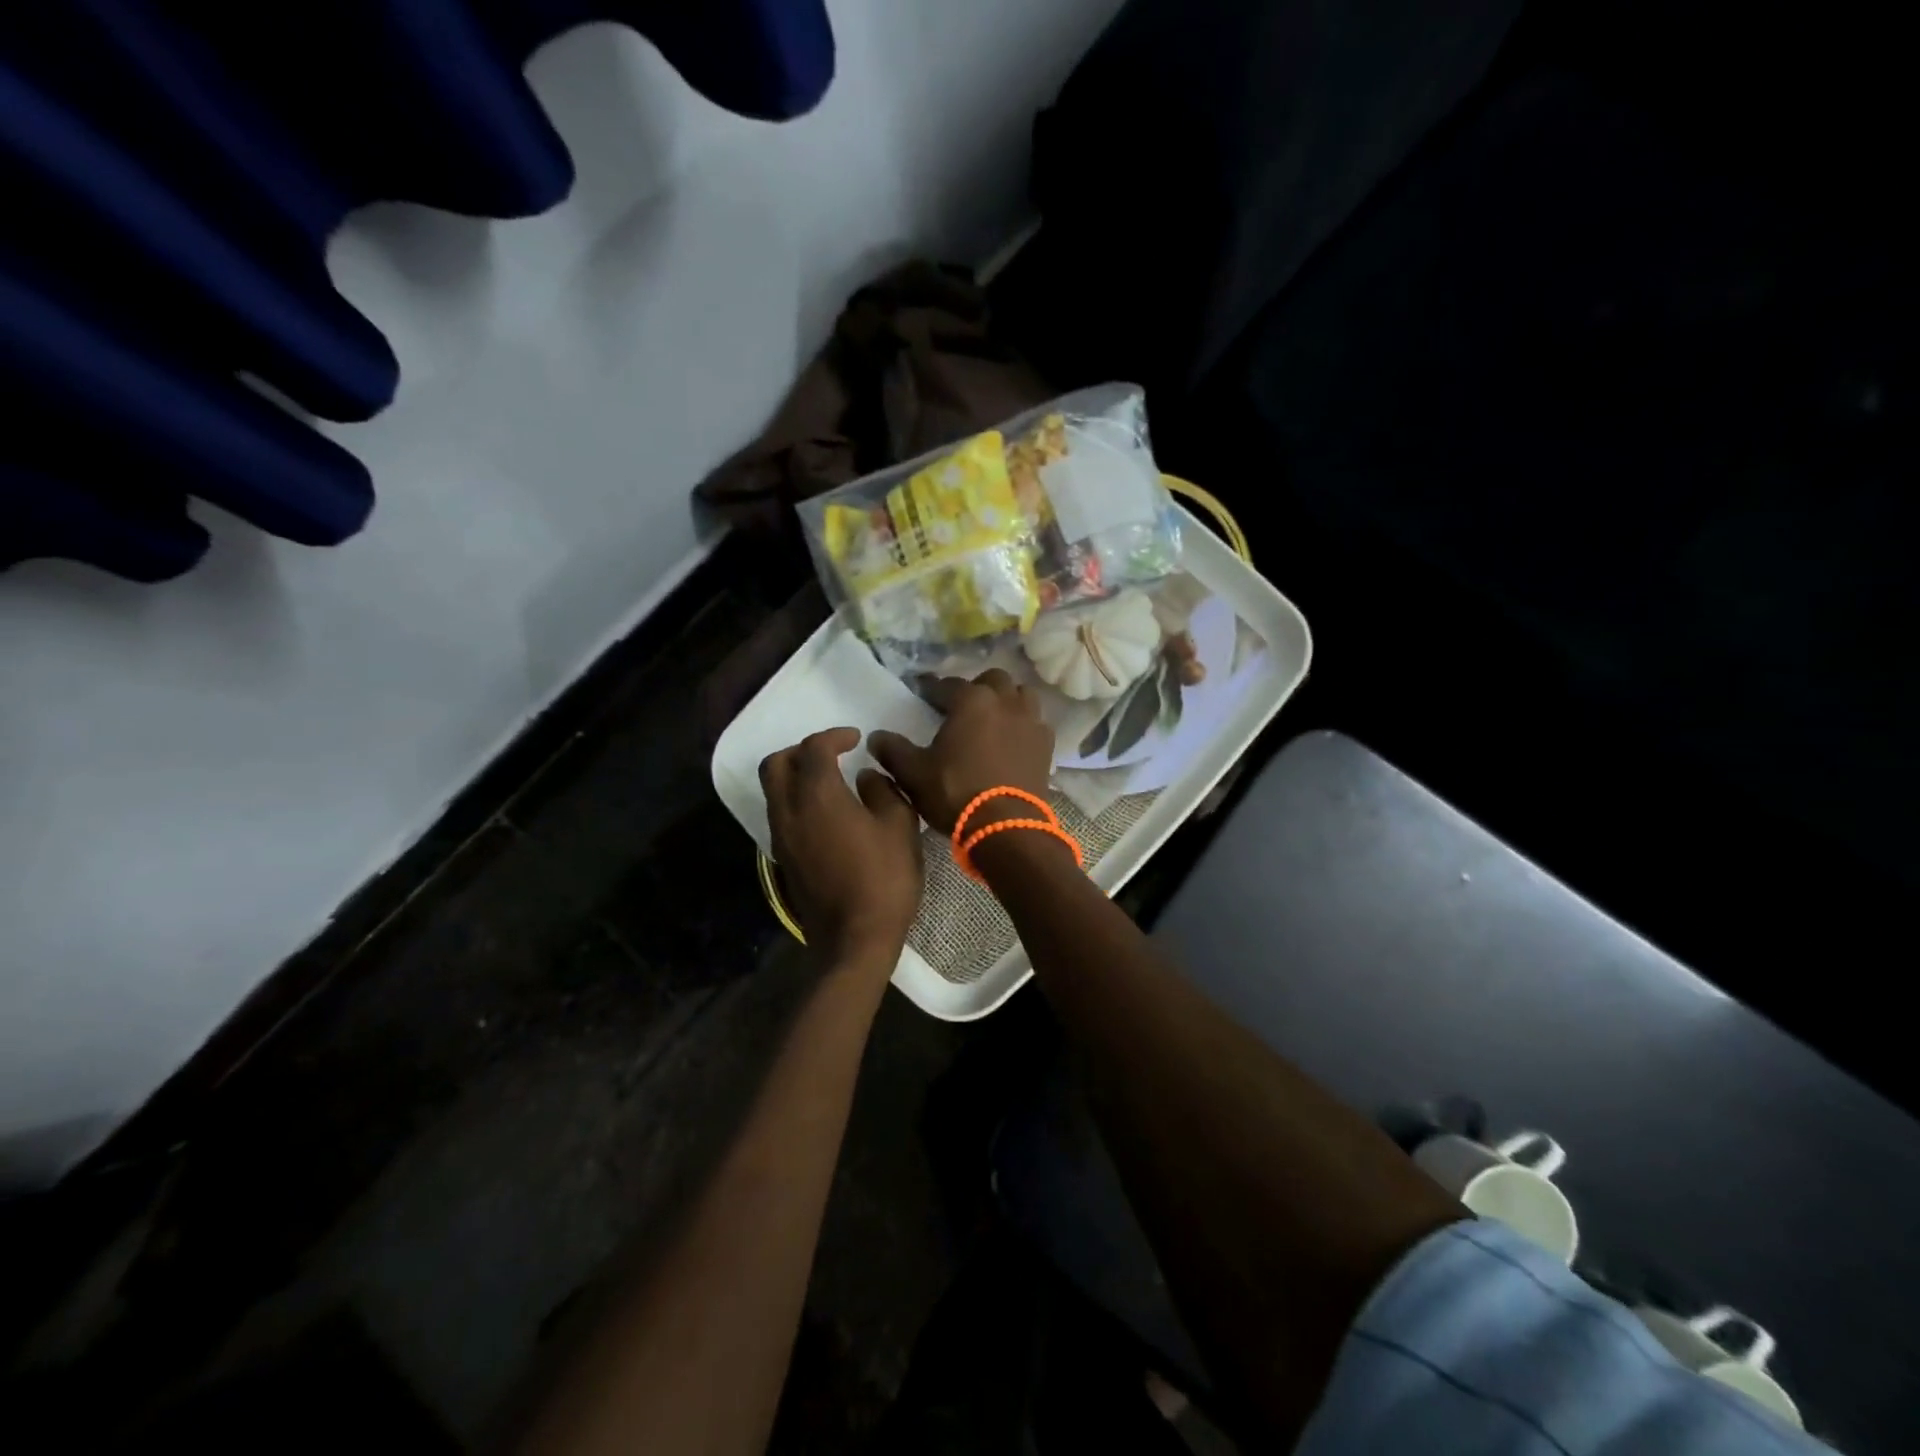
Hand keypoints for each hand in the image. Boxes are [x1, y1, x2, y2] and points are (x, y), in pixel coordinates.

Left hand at [760, 728, 922, 972]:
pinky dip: (796, 800)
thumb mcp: (899, 825)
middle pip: (776, 764)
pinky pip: (780, 814)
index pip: (814, 748)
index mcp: (818, 795)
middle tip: (831, 753)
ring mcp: (781, 837)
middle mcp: (790, 810)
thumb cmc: (884, 878)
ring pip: (774, 790)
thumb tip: (865, 777)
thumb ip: (883, 790)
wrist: (854, 938)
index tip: (856, 740)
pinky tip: (825, 813)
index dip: (834, 736)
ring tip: (828, 780)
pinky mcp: (782, 859)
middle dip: (801, 750)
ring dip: (794, 775)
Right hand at [868, 670, 1055, 834]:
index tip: (922, 695)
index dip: (932, 689)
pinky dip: (1022, 724)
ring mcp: (1031, 721)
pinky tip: (1011, 740)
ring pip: (1020, 695)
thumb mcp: (914, 774)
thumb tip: (876, 737)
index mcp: (971, 701)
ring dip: (1005, 701)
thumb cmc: (956, 793)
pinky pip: (1035, 722)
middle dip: (975, 688)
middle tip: (960, 708)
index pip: (947, 685)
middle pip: (992, 680)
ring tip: (991, 719)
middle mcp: (1005, 701)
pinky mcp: (1046, 745)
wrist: (1007, 827)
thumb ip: (893, 751)